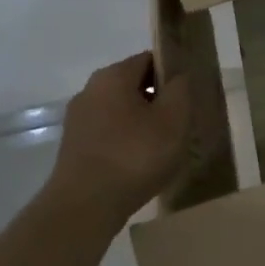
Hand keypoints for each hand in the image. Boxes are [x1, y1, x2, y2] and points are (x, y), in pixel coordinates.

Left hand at [51, 52, 191, 215]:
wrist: (85, 206)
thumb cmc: (134, 156)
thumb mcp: (172, 120)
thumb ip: (180, 90)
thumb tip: (179, 76)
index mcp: (113, 76)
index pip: (149, 59)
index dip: (172, 73)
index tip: (189, 96)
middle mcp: (90, 90)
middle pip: (133, 85)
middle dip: (158, 101)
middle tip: (181, 124)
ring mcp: (79, 120)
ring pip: (120, 112)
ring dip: (142, 124)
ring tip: (163, 149)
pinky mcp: (74, 147)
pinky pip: (109, 134)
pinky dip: (126, 142)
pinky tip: (140, 165)